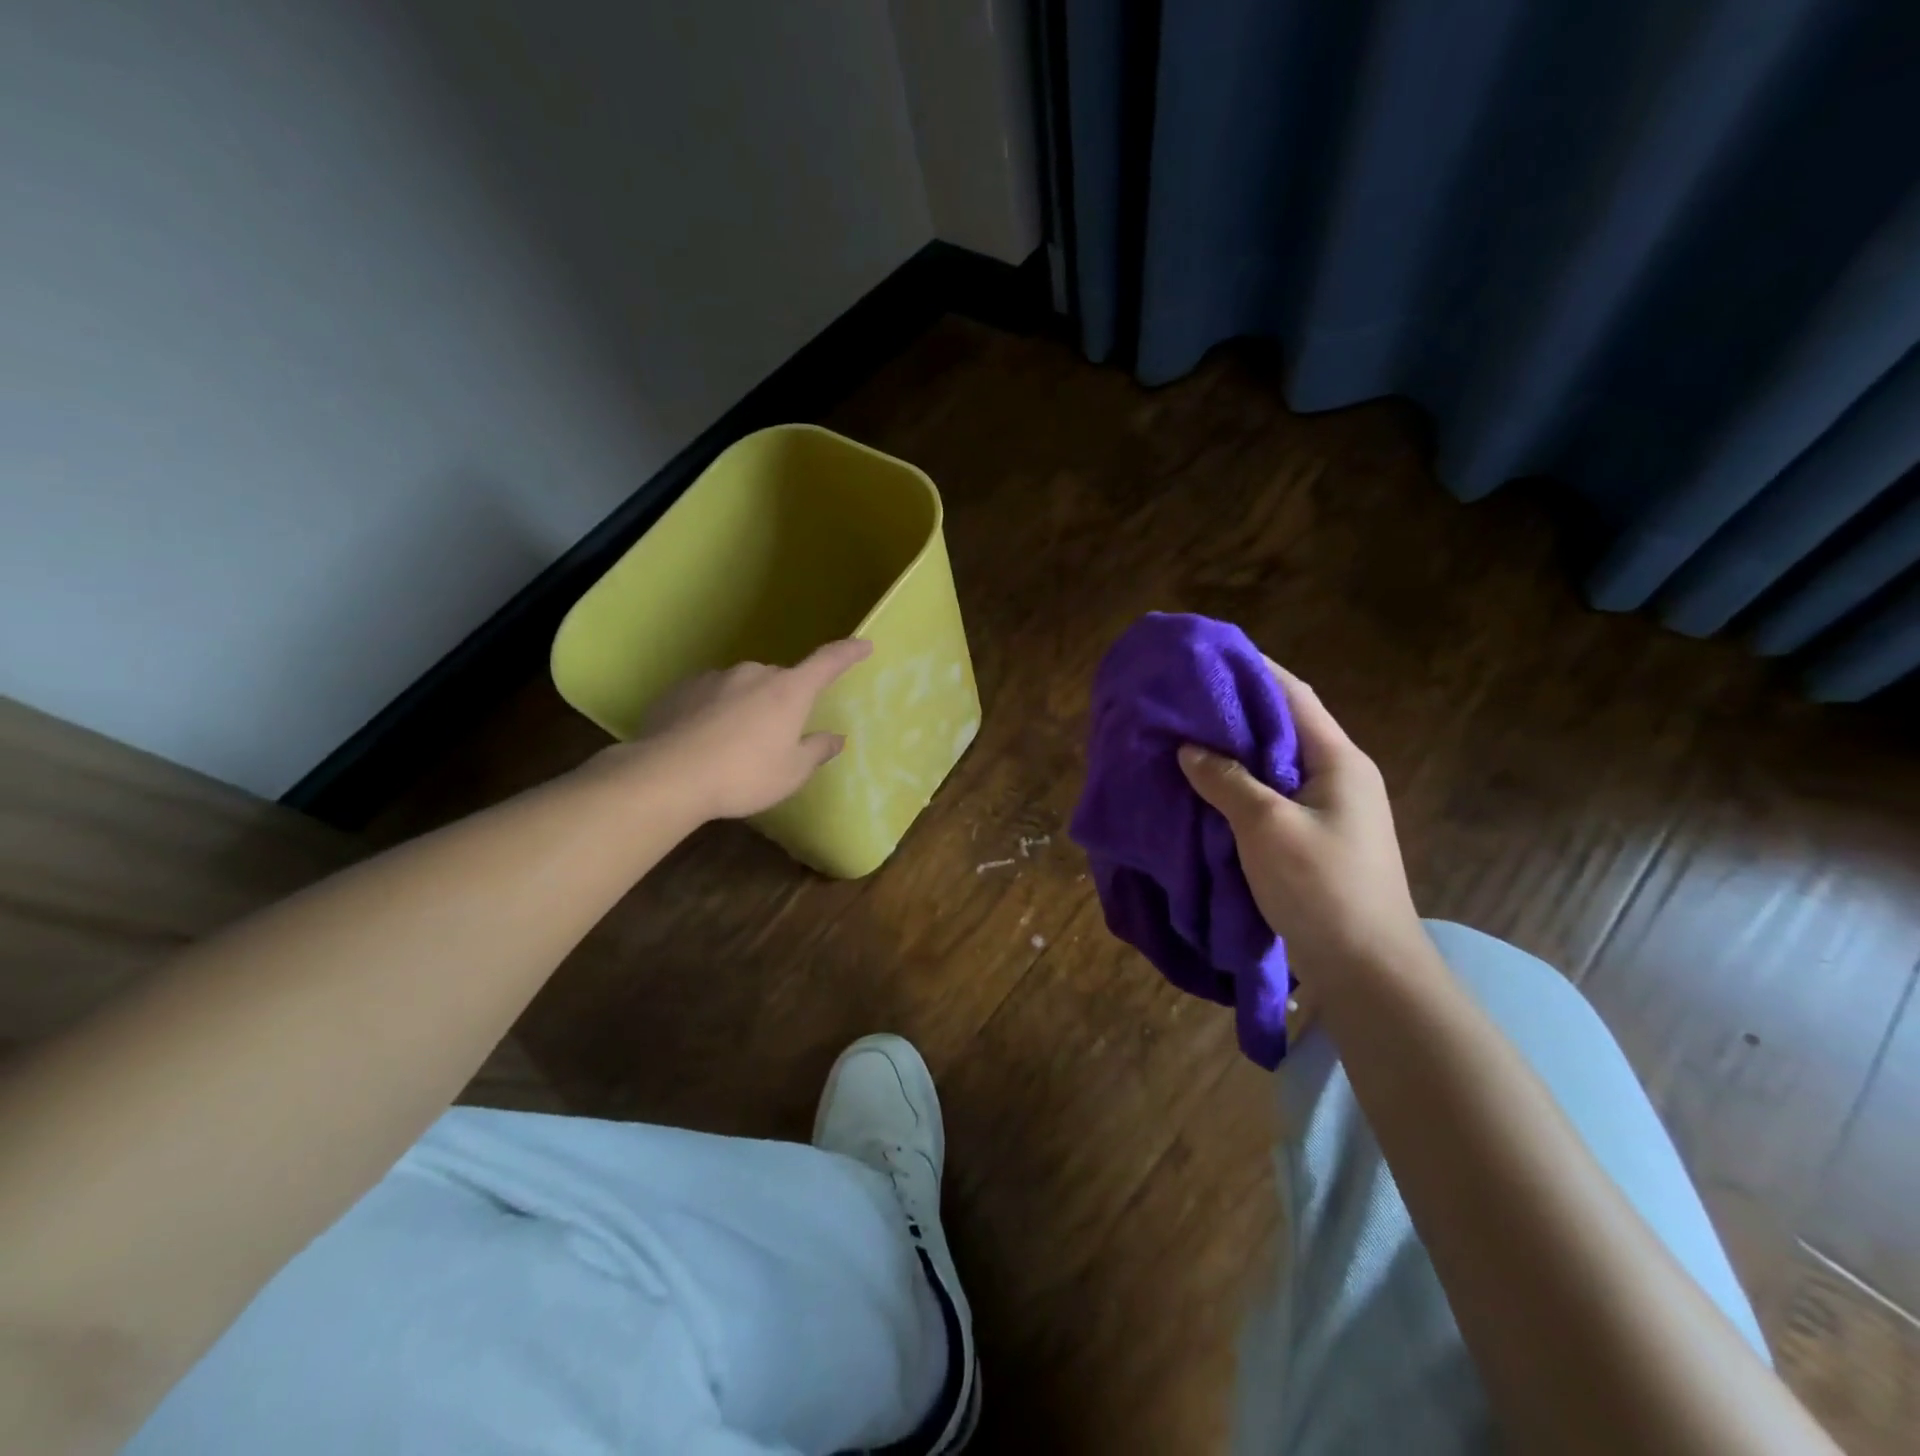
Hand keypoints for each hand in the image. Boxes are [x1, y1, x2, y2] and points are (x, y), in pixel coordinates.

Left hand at [621, 638, 872, 820]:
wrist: (667, 775)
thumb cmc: (743, 775)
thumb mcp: (791, 772)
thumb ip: (816, 751)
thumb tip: (835, 737)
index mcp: (789, 691)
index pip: (827, 662)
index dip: (848, 652)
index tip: (864, 644)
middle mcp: (754, 674)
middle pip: (780, 681)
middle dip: (784, 701)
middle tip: (777, 737)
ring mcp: (715, 677)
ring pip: (742, 687)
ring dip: (747, 707)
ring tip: (734, 745)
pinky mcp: (681, 689)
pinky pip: (709, 696)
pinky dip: (714, 712)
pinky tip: (703, 741)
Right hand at [1177, 661, 1424, 982]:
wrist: (1366, 972)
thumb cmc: (1322, 889)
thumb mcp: (1267, 828)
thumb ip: (1227, 780)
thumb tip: (1190, 749)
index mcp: (1339, 761)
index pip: (1293, 695)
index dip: (1252, 669)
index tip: (1206, 656)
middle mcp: (1337, 777)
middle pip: (1282, 727)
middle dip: (1234, 709)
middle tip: (1183, 699)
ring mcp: (1327, 810)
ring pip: (1272, 764)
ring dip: (1232, 750)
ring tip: (1183, 737)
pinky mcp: (1312, 839)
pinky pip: (1269, 796)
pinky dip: (1237, 785)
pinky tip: (1203, 787)